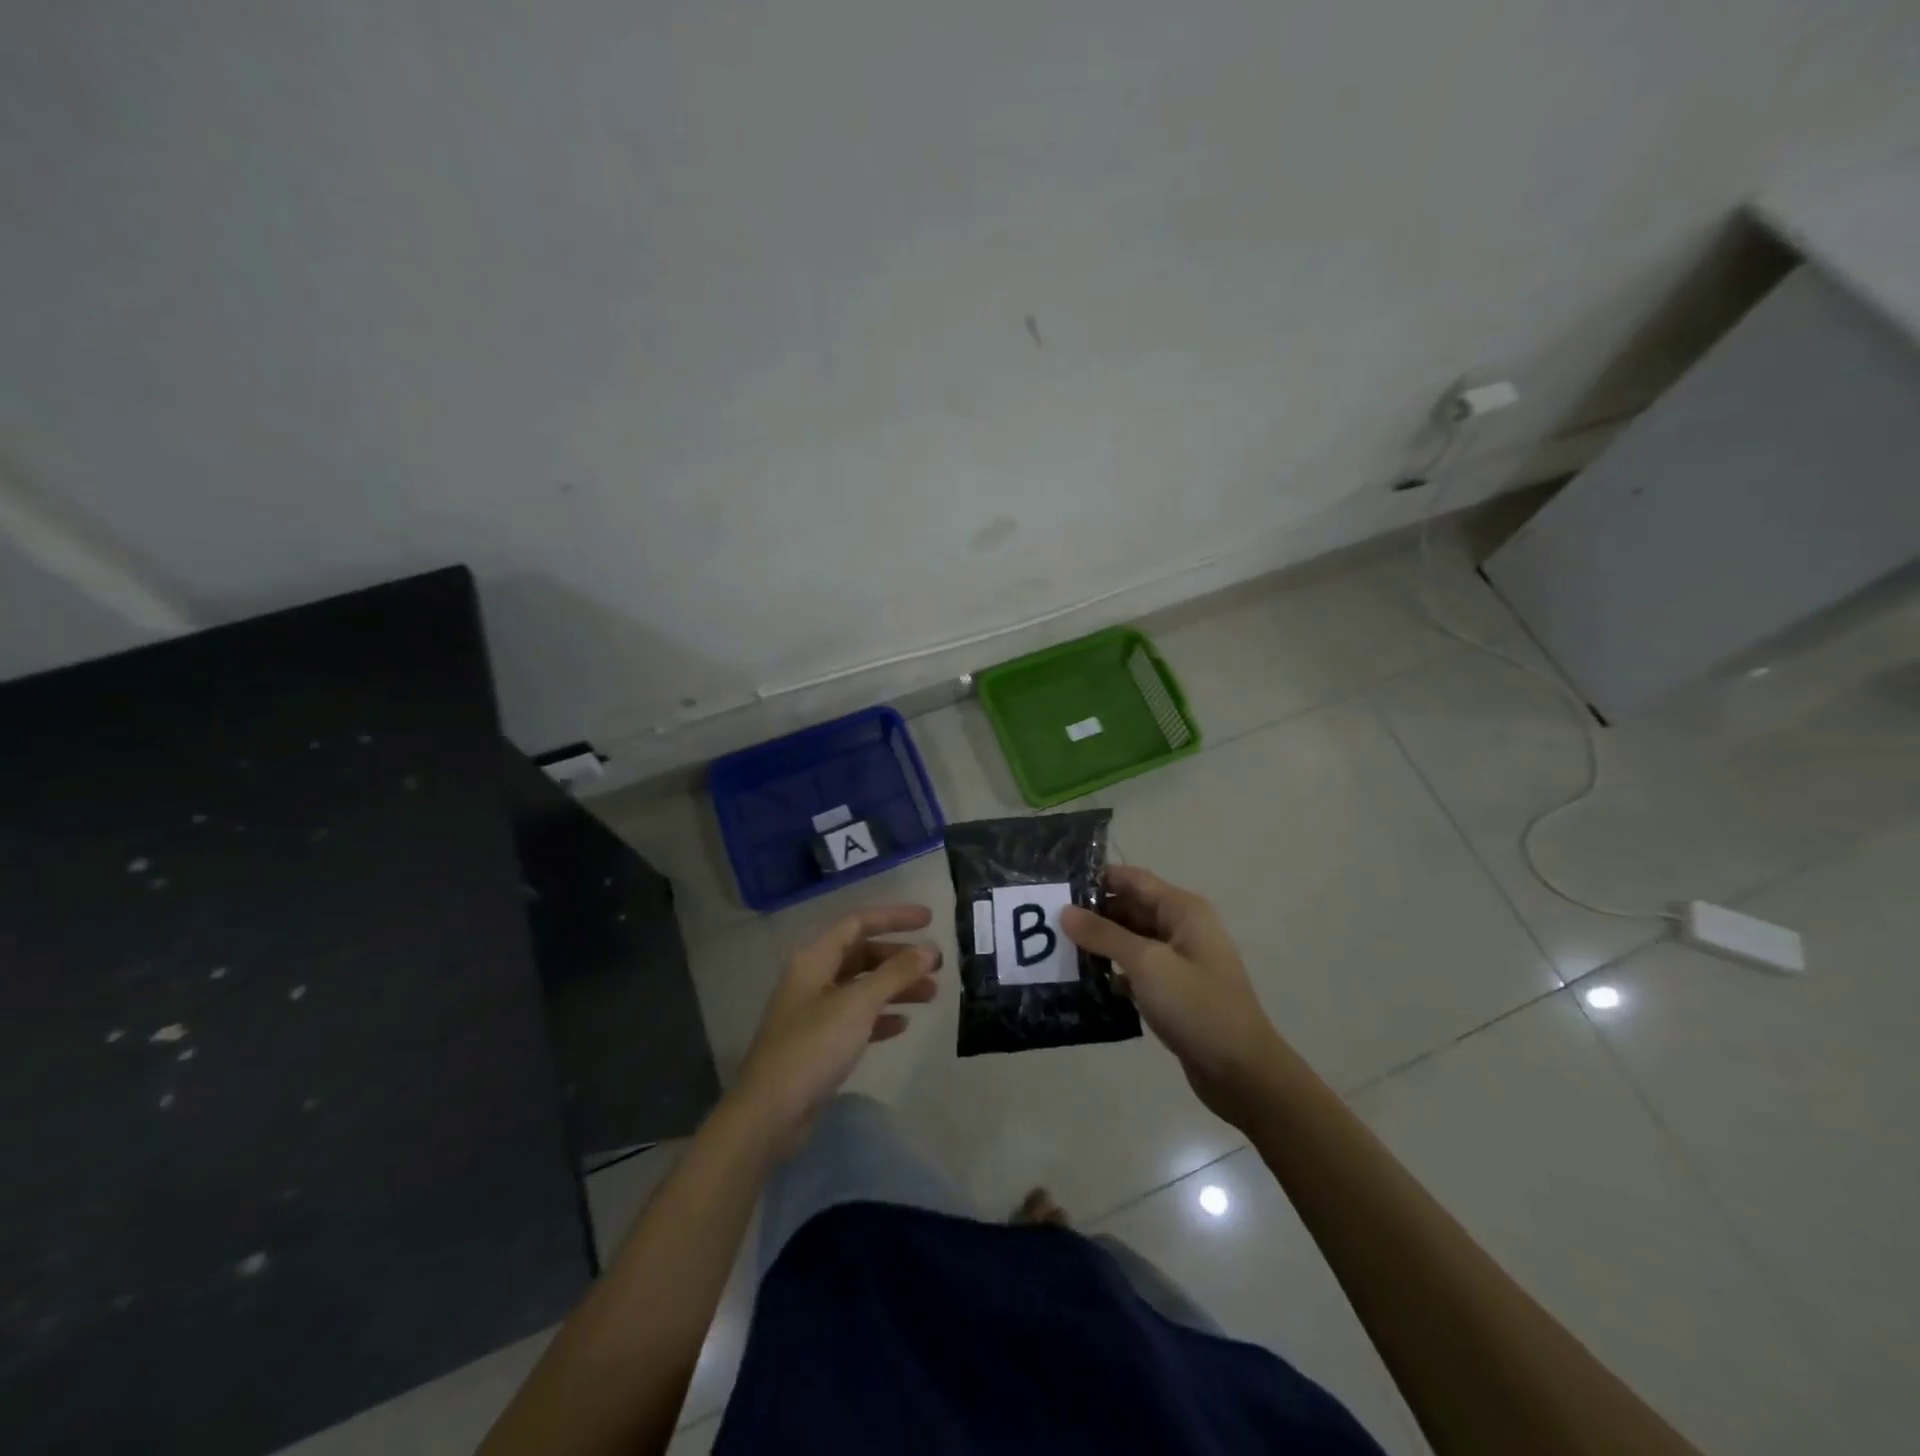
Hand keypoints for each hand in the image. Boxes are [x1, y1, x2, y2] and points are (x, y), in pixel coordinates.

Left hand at [732, 905, 939, 1152]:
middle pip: (861, 954)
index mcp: (814, 960)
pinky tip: (902, 1024)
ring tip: (931, 994)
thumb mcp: (858, 1005)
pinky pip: (856, 1018)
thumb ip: (896, 974)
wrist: (770, 1114)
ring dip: (895, 986)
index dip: (894, 918)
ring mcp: (814, 1012)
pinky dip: (880, 1016)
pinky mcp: (819, 1043)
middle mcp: (812, 979)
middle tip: (936, 964)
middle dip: (899, 957)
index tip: (930, 919)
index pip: (858, 923)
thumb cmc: (813, 1047)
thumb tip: (929, 950)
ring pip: (861, 987)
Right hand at [1062, 866, 1288, 1126]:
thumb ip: (1104, 935)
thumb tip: (1065, 911)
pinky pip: (1135, 969)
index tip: (1056, 887)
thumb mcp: (1147, 964)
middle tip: (1047, 923)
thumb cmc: (1197, 1007)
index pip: (1132, 879)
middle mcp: (1181, 927)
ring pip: (1130, 940)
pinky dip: (1112, 971)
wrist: (1242, 1072)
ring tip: (1056, 950)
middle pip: (1129, 908)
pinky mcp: (1173, 990)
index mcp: (1182, 910)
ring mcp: (1178, 960)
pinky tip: (1082, 981)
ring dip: (1099, 944)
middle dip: (1092, 914)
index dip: (1096, 879)